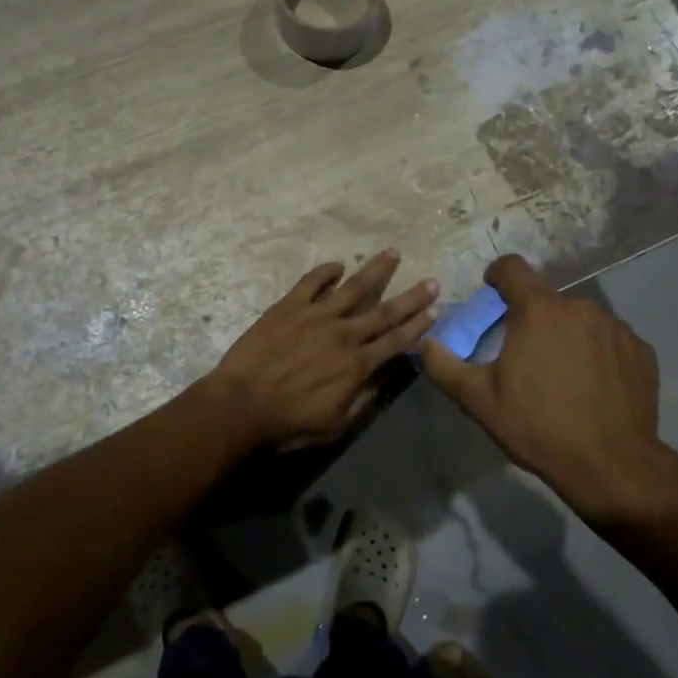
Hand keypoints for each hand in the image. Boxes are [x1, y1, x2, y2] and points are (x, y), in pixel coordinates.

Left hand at [209, 249, 437, 450]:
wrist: (242, 406)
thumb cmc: (289, 423)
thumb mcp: (336, 425)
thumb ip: (363, 401)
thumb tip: (384, 378)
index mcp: (357, 365)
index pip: (396, 341)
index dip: (417, 326)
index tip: (434, 311)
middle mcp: (344, 334)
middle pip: (384, 311)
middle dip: (411, 297)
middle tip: (432, 281)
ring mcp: (317, 316)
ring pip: (354, 287)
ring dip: (376, 270)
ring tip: (393, 252)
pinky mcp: (289, 306)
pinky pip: (312, 281)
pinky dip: (326, 271)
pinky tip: (337, 264)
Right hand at [419, 255, 675, 520]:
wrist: (611, 465)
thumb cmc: (538, 426)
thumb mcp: (479, 401)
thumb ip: (444, 366)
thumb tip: (424, 343)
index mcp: (538, 310)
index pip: (512, 267)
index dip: (498, 275)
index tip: (492, 293)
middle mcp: (579, 306)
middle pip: (546, 299)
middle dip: (532, 317)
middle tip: (525, 354)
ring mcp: (615, 326)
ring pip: (580, 319)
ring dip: (566, 335)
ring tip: (562, 375)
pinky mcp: (641, 350)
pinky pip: (610, 340)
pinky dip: (598, 353)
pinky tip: (593, 387)